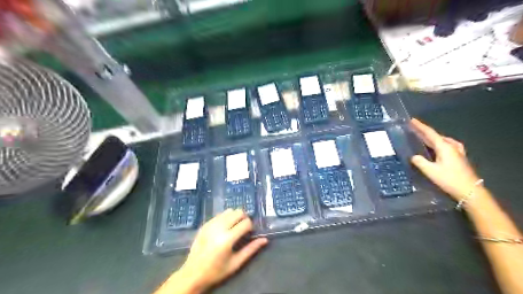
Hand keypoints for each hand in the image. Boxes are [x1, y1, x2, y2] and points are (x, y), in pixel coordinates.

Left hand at [177, 211, 267, 292]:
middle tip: (243, 229)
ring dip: (234, 217)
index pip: (246, 222)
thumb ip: (251, 249)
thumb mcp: (236, 263)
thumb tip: (265, 239)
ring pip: (229, 211)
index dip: (251, 227)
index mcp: (227, 239)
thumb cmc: (216, 271)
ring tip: (233, 228)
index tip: (249, 234)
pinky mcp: (205, 224)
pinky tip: (224, 228)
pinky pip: (219, 214)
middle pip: (238, 212)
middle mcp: (219, 228)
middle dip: (244, 218)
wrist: (192, 274)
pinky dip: (225, 218)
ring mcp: (210, 224)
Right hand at [410, 119, 479, 200]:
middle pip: (435, 136)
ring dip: (431, 138)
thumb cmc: (449, 179)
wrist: (470, 191)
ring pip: (441, 140)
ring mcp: (457, 151)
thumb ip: (420, 162)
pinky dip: (438, 143)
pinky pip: (446, 145)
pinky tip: (436, 147)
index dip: (420, 126)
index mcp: (444, 147)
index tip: (412, 120)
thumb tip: (414, 156)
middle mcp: (451, 146)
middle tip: (413, 128)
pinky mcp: (458, 157)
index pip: (430, 133)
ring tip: (422, 137)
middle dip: (424, 132)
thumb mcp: (430, 171)